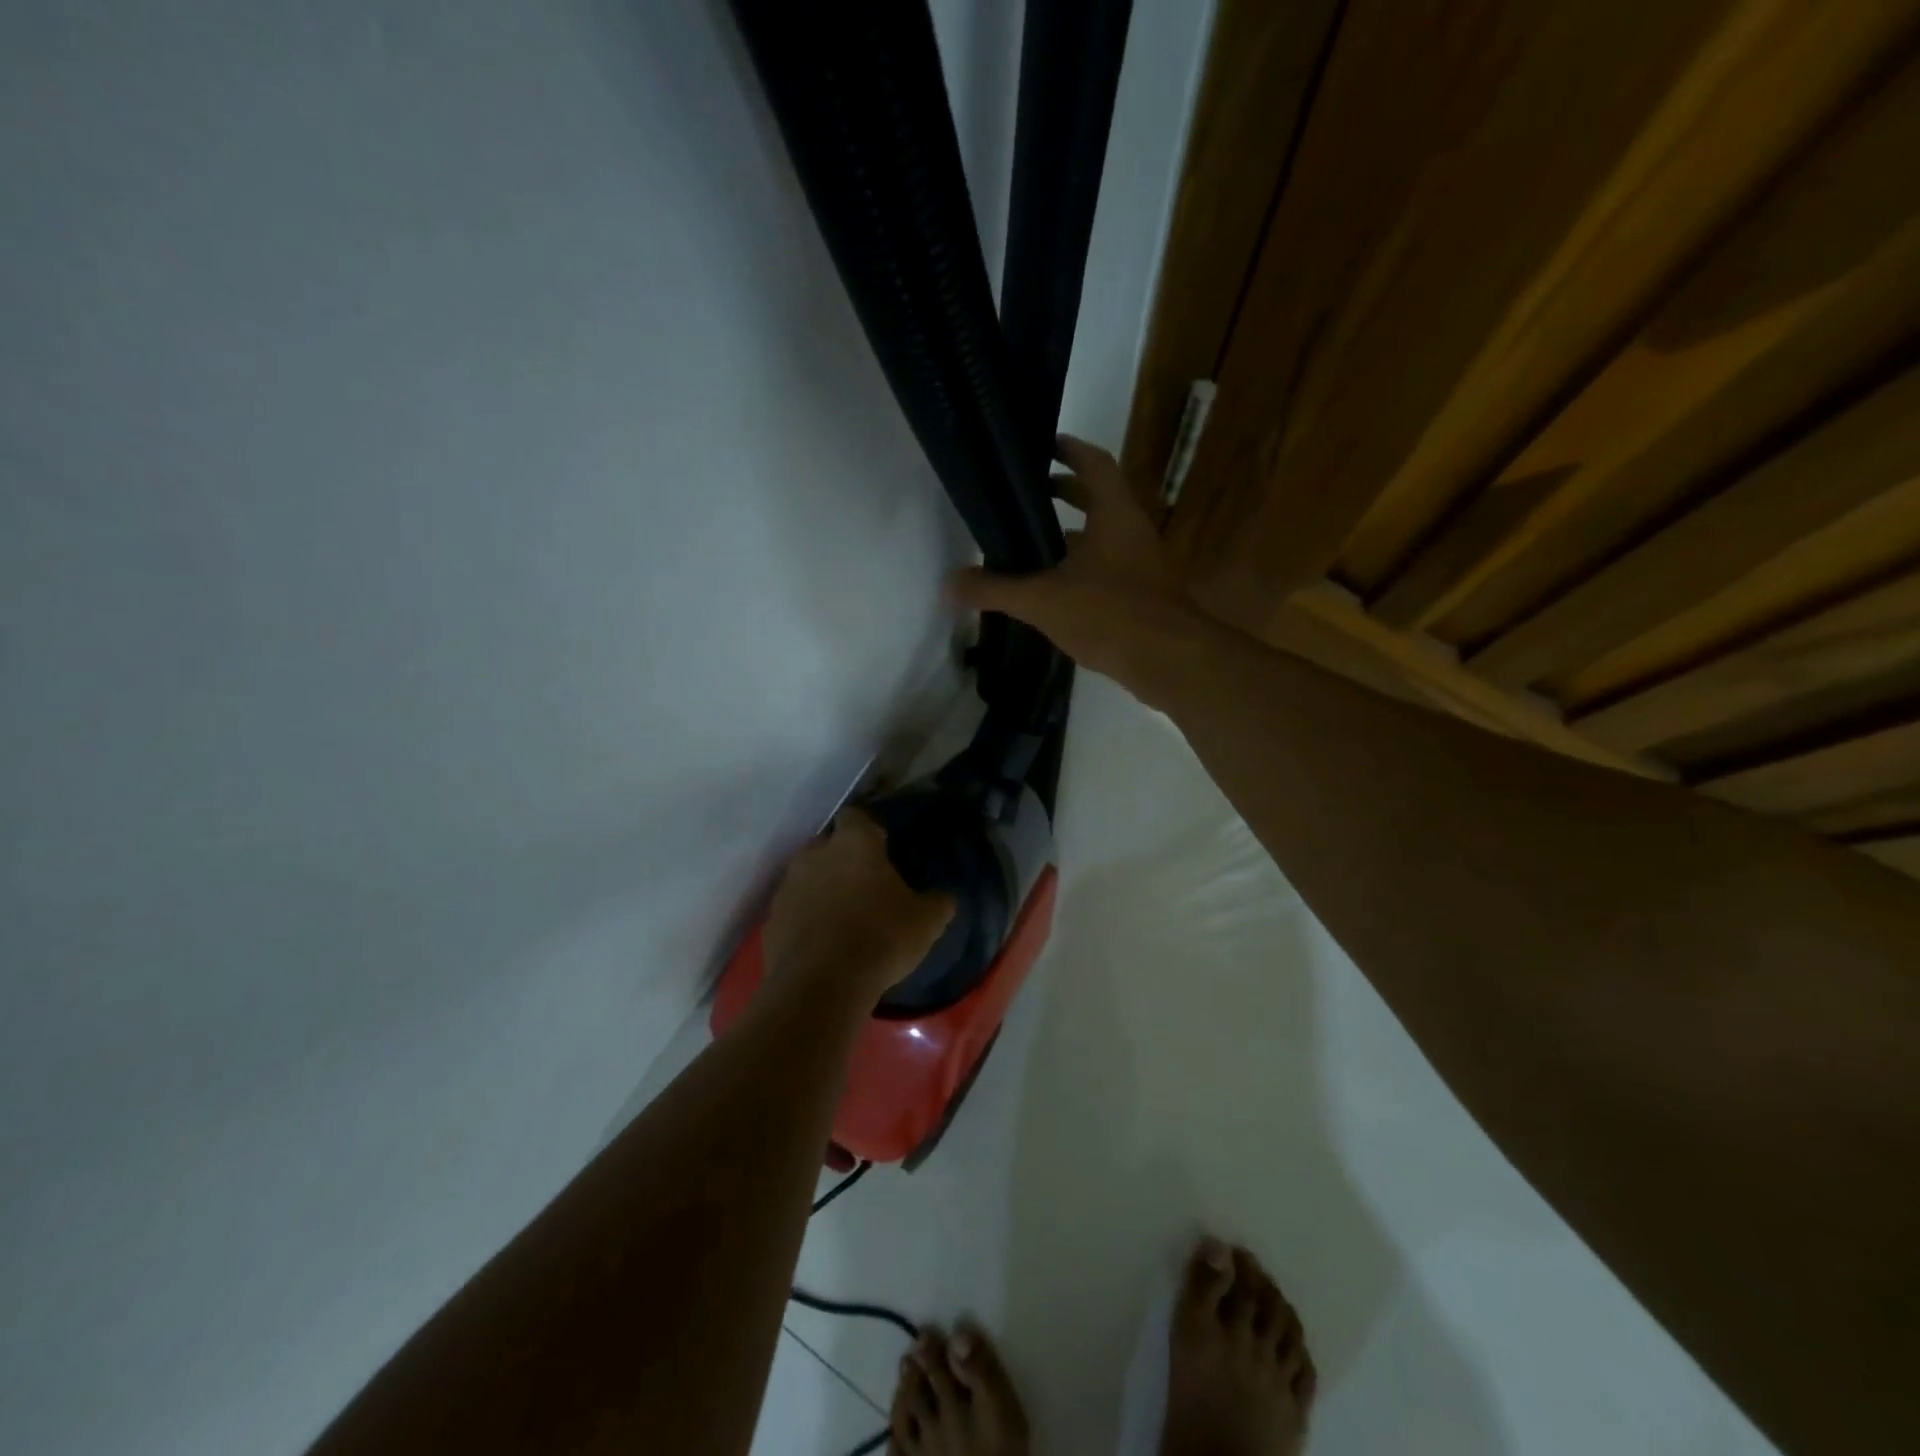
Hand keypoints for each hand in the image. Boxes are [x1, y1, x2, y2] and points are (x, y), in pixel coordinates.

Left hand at [762, 809, 953, 1005]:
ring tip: (843, 917)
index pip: (856, 816)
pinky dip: (805, 919)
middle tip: (865, 885)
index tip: (883, 850)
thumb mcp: (927, 921)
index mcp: (854, 842)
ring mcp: (787, 886)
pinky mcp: (771, 920)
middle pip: (828, 845)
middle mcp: (815, 854)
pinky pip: (793, 910)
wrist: (821, 985)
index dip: (868, 830)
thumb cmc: (880, 938)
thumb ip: (937, 901)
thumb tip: (942, 897)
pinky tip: (823, 943)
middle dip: (843, 859)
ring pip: (807, 876)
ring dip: (822, 889)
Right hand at [949, 436, 1200, 699]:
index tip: (1045, 446)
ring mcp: (1143, 565)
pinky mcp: (1144, 596)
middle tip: (1030, 496)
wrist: (1169, 661)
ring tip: (1033, 546)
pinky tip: (1057, 592)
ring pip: (1105, 537)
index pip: (1094, 464)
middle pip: (1100, 499)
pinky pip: (1109, 570)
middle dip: (1066, 493)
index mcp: (1114, 515)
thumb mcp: (1043, 600)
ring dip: (1073, 536)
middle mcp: (1133, 531)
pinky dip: (1083, 570)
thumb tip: (948, 585)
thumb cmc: (1109, 613)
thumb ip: (995, 590)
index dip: (1070, 450)